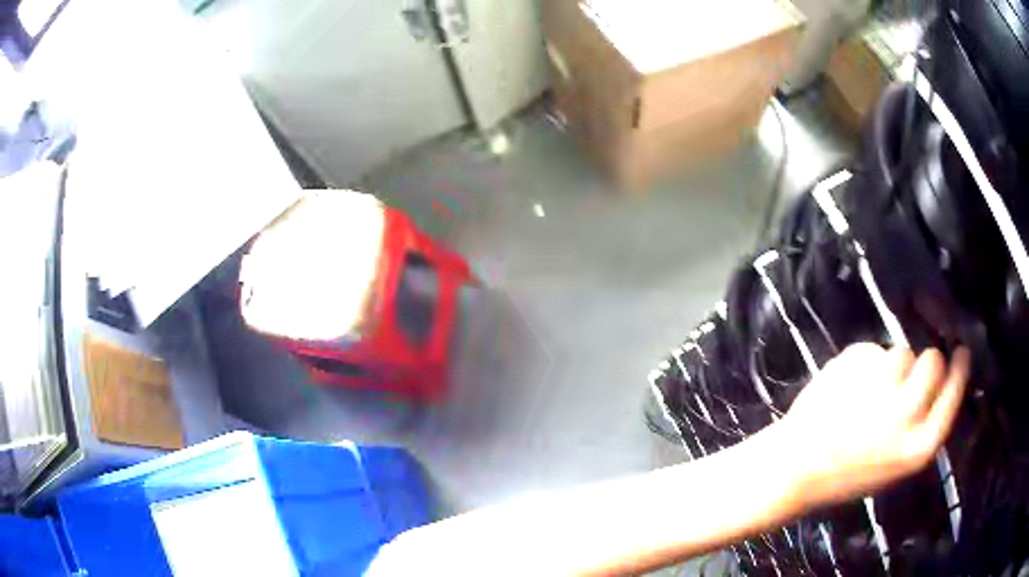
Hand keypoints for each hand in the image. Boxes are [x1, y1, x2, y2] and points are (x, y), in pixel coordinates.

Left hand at [780, 343, 970, 507]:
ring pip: (902, 352)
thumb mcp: (896, 463)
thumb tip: (941, 379)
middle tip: (904, 378)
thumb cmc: (846, 474)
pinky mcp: (855, 366)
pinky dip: (863, 363)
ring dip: (889, 366)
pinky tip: (845, 388)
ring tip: (864, 395)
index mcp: (919, 447)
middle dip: (923, 362)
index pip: (954, 391)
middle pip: (933, 361)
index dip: (959, 369)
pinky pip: (872, 350)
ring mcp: (881, 387)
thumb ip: (921, 426)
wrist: (794, 470)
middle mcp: (907, 415)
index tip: (961, 352)